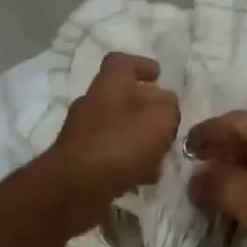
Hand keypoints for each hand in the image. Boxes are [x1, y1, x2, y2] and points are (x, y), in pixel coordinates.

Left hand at [41, 52, 179, 231]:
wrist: (76, 184)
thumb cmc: (121, 142)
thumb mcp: (160, 119)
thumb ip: (169, 109)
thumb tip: (166, 107)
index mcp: (110, 83)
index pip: (122, 62)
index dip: (141, 65)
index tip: (158, 75)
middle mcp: (93, 103)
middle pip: (122, 97)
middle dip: (146, 108)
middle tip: (167, 121)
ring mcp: (83, 133)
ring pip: (118, 128)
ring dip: (139, 138)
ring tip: (161, 154)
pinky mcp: (80, 161)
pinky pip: (110, 154)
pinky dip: (128, 161)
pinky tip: (144, 176)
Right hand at [185, 112, 246, 246]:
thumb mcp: (243, 195)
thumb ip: (212, 183)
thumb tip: (194, 182)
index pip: (231, 121)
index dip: (204, 133)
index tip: (181, 149)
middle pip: (245, 142)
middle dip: (217, 158)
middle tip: (192, 173)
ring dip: (232, 180)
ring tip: (208, 198)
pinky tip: (236, 218)